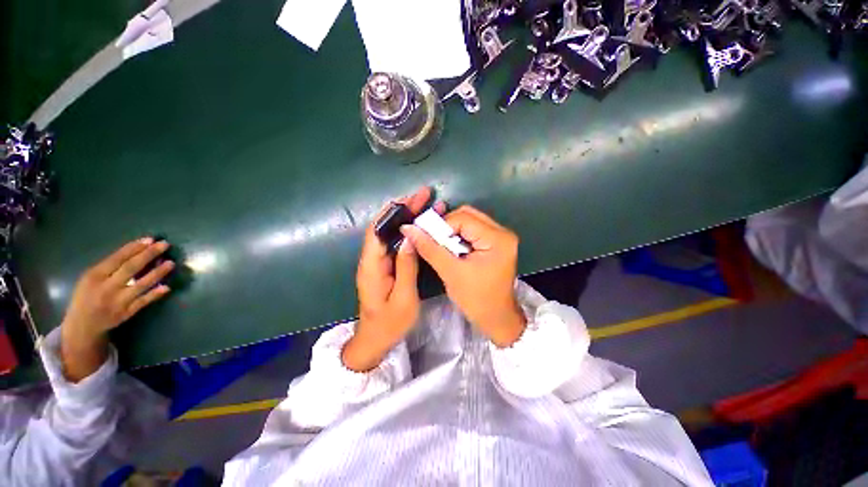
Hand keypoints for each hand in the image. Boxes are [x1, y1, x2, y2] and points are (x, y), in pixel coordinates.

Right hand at [61, 238, 173, 381]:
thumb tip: (137, 252)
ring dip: (157, 273)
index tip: (150, 239)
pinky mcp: (126, 313)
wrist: (82, 326)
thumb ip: (110, 267)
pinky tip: (166, 287)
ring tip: (171, 263)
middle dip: (148, 255)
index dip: (134, 248)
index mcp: (95, 276)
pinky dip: (154, 294)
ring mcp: (118, 301)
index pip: (117, 258)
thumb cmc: (87, 295)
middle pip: (130, 268)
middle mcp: (106, 288)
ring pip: (140, 285)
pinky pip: (143, 302)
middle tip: (165, 245)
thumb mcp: (90, 278)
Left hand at [342, 187, 435, 371]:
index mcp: (372, 266)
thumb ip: (406, 267)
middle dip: (403, 209)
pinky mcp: (384, 266)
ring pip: (390, 233)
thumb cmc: (390, 323)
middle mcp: (371, 259)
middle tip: (424, 196)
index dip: (393, 211)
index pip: (378, 230)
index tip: (411, 198)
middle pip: (384, 226)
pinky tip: (418, 225)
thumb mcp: (404, 298)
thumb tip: (410, 238)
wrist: (375, 340)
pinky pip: (394, 243)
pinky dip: (406, 231)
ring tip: (424, 204)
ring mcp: (377, 262)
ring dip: (405, 217)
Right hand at [401, 206, 525, 347]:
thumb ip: (429, 248)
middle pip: (468, 215)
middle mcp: (502, 232)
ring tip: (442, 246)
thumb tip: (408, 229)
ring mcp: (501, 237)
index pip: (463, 218)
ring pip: (470, 221)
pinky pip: (474, 230)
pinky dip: (459, 236)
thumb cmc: (476, 299)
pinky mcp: (497, 243)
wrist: (496, 318)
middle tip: (433, 241)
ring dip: (452, 231)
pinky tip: (452, 249)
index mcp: (497, 239)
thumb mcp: (450, 273)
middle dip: (446, 226)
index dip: (441, 226)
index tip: (425, 237)